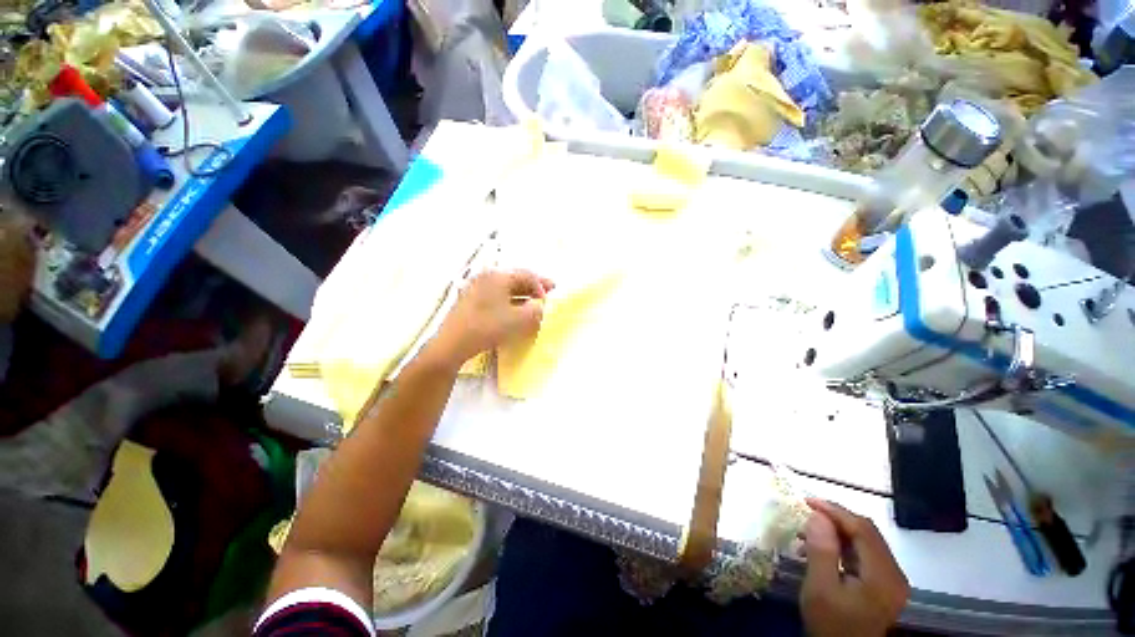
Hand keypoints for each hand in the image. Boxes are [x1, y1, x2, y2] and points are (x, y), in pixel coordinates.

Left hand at [432, 269, 554, 366]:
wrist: (452, 344)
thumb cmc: (487, 328)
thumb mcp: (518, 320)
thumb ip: (535, 311)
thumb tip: (540, 306)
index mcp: (498, 276)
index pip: (527, 275)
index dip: (542, 285)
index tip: (551, 295)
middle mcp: (486, 276)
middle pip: (515, 278)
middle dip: (533, 286)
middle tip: (547, 293)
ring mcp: (475, 287)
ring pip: (505, 287)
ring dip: (521, 294)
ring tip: (533, 303)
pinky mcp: (469, 299)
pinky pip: (495, 294)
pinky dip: (509, 300)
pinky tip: (514, 309)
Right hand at [801, 498, 908, 636]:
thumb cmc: (830, 625)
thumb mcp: (820, 589)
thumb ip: (821, 551)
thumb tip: (817, 515)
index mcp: (883, 576)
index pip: (863, 530)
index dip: (835, 511)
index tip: (807, 501)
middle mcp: (894, 574)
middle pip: (867, 533)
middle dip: (835, 519)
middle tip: (806, 514)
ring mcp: (890, 580)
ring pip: (864, 541)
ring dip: (837, 531)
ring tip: (808, 532)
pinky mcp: (883, 584)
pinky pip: (863, 553)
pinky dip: (842, 544)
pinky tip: (821, 549)